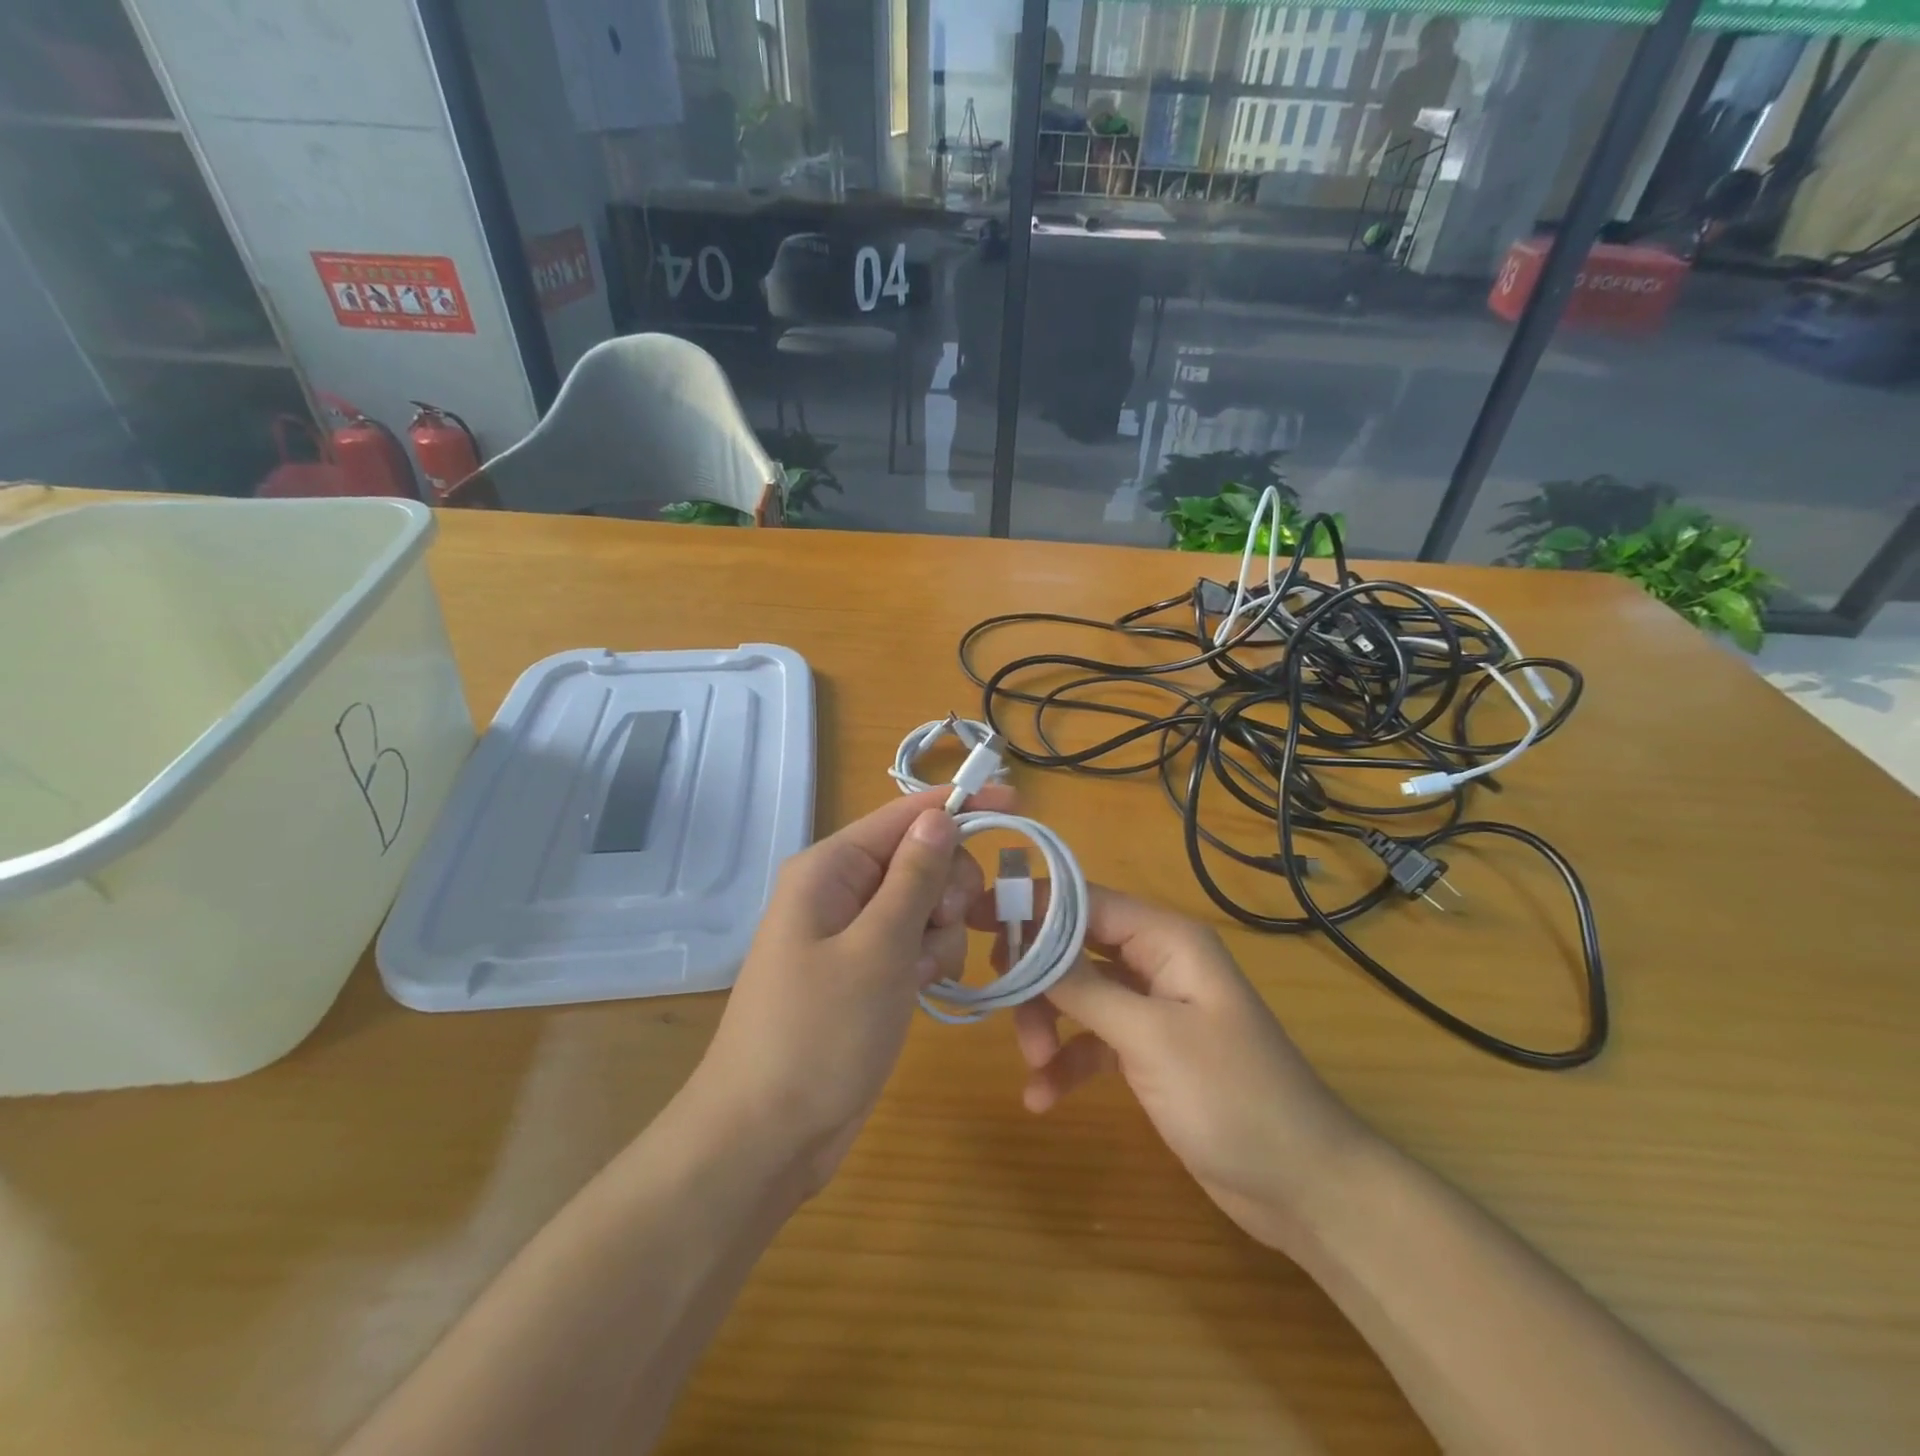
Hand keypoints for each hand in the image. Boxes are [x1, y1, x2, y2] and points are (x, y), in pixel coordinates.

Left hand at [689, 785, 1014, 1192]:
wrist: (768, 1135)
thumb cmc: (819, 1033)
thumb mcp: (877, 948)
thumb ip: (914, 877)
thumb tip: (939, 815)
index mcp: (830, 869)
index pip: (903, 816)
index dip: (957, 804)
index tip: (1015, 801)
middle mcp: (840, 891)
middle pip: (920, 858)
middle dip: (948, 886)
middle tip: (948, 922)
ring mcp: (853, 934)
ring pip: (925, 904)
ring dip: (941, 932)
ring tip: (921, 974)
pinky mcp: (867, 972)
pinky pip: (915, 943)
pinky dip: (930, 959)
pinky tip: (921, 990)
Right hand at [984, 883, 1369, 1251]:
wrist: (1302, 1186)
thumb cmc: (1230, 1096)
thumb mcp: (1149, 1037)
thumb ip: (1083, 987)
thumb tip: (1027, 939)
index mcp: (1166, 939)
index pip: (1083, 900)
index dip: (1030, 905)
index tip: (976, 918)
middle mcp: (1156, 961)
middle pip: (1074, 944)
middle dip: (1036, 975)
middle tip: (1000, 1001)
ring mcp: (1152, 1006)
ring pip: (1078, 993)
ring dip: (1048, 1024)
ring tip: (1033, 1066)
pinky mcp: (1148, 1049)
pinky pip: (1093, 1039)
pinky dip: (1067, 1061)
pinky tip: (1043, 1098)